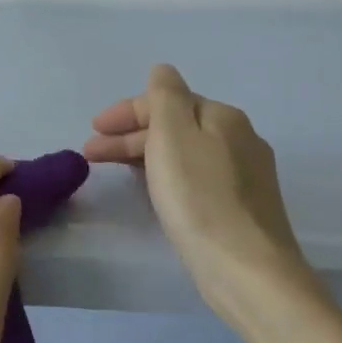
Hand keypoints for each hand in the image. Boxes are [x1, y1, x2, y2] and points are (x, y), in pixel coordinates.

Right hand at [84, 63, 320, 335]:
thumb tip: (163, 70)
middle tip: (93, 154)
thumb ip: (165, 95)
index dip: (125, 112)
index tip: (93, 131)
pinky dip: (166, 175)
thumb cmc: (200, 197)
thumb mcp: (173, 134)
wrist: (248, 272)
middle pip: (175, 125)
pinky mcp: (242, 208)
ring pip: (184, 152)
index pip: (165, 100)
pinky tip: (154, 190)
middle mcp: (239, 139)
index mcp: (223, 117)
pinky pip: (194, 176)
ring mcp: (245, 175)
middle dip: (130, 135)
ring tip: (115, 172)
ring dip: (145, 154)